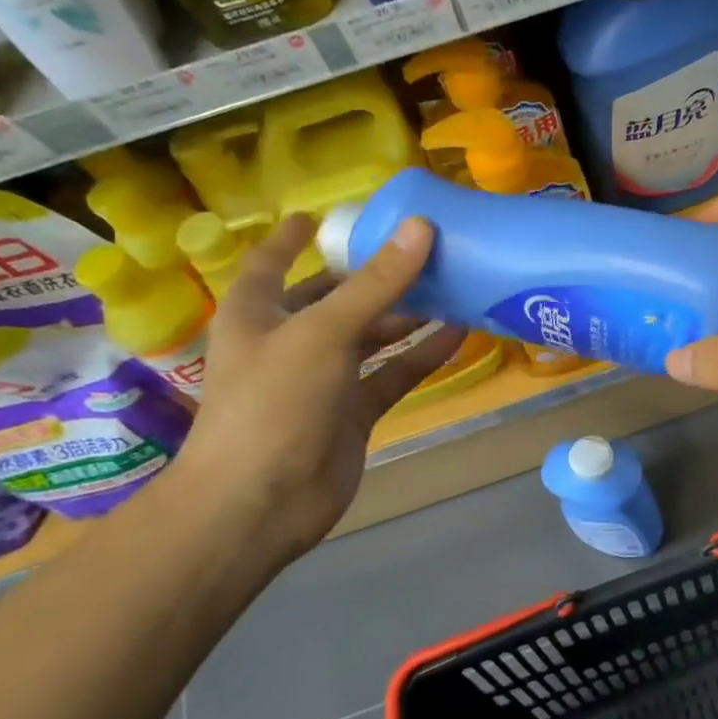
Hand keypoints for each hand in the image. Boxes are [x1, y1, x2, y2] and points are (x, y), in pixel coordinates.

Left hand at [166, 214, 465, 563]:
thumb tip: (422, 228)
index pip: (273, 262)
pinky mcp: (353, 411)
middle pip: (336, 296)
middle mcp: (290, 339)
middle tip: (426, 248)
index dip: (294, 238)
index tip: (322, 216)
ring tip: (454, 284)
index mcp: (259, 311)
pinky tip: (458, 334)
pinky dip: (421, 355)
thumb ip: (375, 283)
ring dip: (407, 314)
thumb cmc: (274, 402)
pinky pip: (393, 374)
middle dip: (375, 275)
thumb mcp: (323, 332)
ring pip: (371, 335)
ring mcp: (324, 378)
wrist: (260, 502)